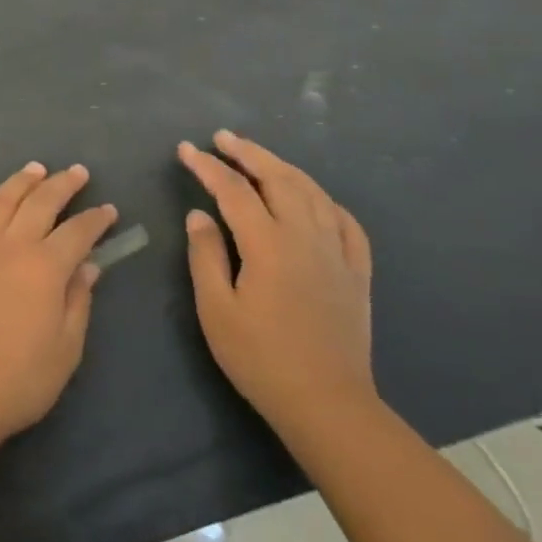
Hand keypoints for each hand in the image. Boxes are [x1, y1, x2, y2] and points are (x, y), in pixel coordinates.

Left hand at [0, 163, 117, 450]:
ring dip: (18, 183)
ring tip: (33, 169)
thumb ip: (78, 302)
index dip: (96, 219)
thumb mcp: (66, 349)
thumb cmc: (19, 380)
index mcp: (45, 267)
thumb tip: (88, 266)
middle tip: (76, 172)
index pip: (77, 232)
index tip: (109, 210)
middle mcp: (11, 248)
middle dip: (61, 184)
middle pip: (39, 204)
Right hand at [180, 132, 374, 432]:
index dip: (207, 166)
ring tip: (259, 157)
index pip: (233, 190)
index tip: (185, 149)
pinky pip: (345, 222)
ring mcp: (336, 252)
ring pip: (312, 192)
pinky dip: (325, 200)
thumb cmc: (260, 358)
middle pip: (278, 178)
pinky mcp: (356, 272)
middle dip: (248, 152)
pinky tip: (314, 199)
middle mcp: (305, 236)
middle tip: (222, 137)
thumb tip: (199, 214)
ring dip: (283, 167)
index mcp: (268, 244)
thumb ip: (206, 255)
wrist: (327, 404)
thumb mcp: (216, 310)